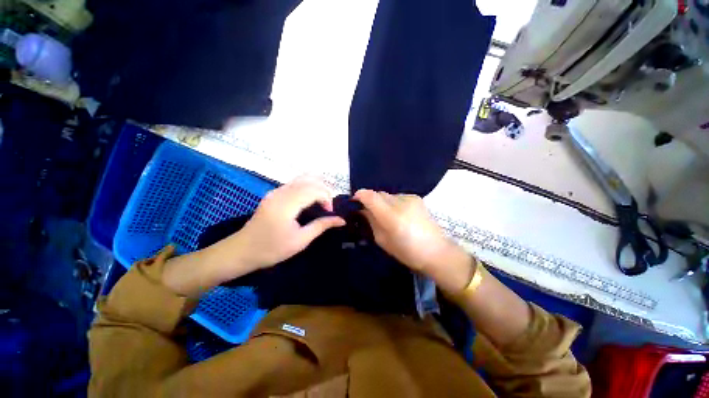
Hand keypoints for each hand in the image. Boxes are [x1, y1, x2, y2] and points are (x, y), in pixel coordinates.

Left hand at [235, 176, 344, 269]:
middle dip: (324, 189)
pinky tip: (311, 199)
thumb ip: (321, 226)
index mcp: (287, 204)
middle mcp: (281, 192)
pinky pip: (294, 183)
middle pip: (309, 180)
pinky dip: (307, 187)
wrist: (241, 251)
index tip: (329, 212)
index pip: (314, 189)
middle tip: (328, 206)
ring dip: (316, 186)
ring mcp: (275, 191)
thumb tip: (341, 220)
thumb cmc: (272, 249)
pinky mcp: (273, 194)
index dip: (327, 197)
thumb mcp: (300, 240)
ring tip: (322, 201)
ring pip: (301, 178)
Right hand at [354, 189, 471, 292]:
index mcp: (391, 216)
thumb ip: (371, 222)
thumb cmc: (407, 252)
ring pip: (388, 195)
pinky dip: (393, 203)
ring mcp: (410, 198)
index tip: (354, 202)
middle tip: (369, 212)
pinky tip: (399, 214)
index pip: (370, 196)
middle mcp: (400, 202)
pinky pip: (398, 197)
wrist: (436, 251)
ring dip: (383, 202)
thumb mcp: (382, 240)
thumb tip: (363, 210)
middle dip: (371, 200)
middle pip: (378, 194)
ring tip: (386, 215)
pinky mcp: (416, 198)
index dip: (359, 196)